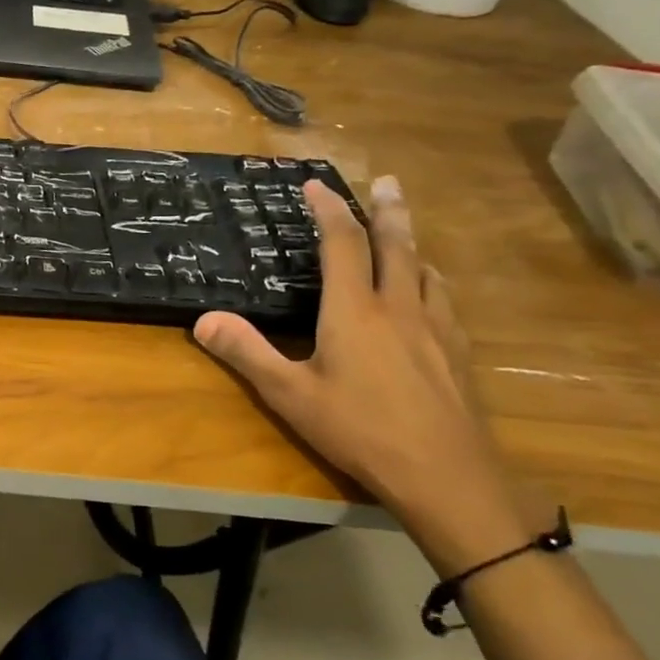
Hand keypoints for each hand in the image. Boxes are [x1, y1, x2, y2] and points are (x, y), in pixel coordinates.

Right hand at [192, 176, 553, 573]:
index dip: (329, 211)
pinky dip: (430, 281)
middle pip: (397, 246)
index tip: (317, 185)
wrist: (448, 477)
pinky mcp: (457, 354)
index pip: (343, 246)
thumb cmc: (360, 432)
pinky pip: (443, 301)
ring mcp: (436, 330)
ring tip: (405, 231)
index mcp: (355, 312)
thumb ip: (246, 353)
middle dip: (388, 210)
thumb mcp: (290, 395)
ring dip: (412, 243)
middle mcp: (399, 309)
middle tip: (387, 181)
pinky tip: (430, 294)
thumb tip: (202, 320)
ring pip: (426, 271)